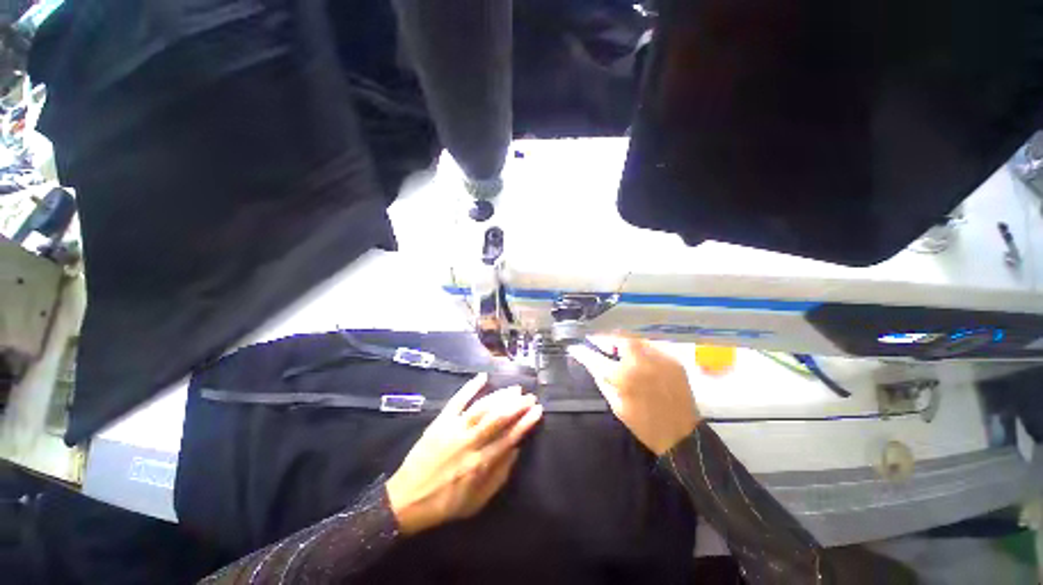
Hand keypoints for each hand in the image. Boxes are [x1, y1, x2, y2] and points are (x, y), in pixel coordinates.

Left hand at [386, 374, 542, 534]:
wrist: (406, 499)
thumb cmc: (445, 503)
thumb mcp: (477, 501)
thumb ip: (499, 476)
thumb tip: (516, 449)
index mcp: (480, 463)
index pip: (509, 437)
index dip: (525, 422)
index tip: (537, 411)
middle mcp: (469, 443)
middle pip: (498, 418)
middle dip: (517, 405)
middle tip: (530, 397)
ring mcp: (454, 429)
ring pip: (482, 407)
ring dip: (500, 396)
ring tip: (515, 389)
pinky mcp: (440, 421)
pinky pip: (457, 401)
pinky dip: (470, 387)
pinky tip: (482, 377)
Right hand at [569, 337, 699, 455]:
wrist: (681, 435)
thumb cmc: (643, 424)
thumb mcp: (616, 404)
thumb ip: (601, 379)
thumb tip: (589, 361)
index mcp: (624, 376)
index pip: (596, 357)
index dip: (583, 352)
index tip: (575, 347)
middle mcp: (641, 361)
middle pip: (618, 337)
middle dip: (606, 339)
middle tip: (599, 344)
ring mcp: (659, 358)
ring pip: (635, 339)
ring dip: (622, 342)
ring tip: (616, 350)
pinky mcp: (673, 360)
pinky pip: (650, 346)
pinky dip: (639, 349)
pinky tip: (637, 358)